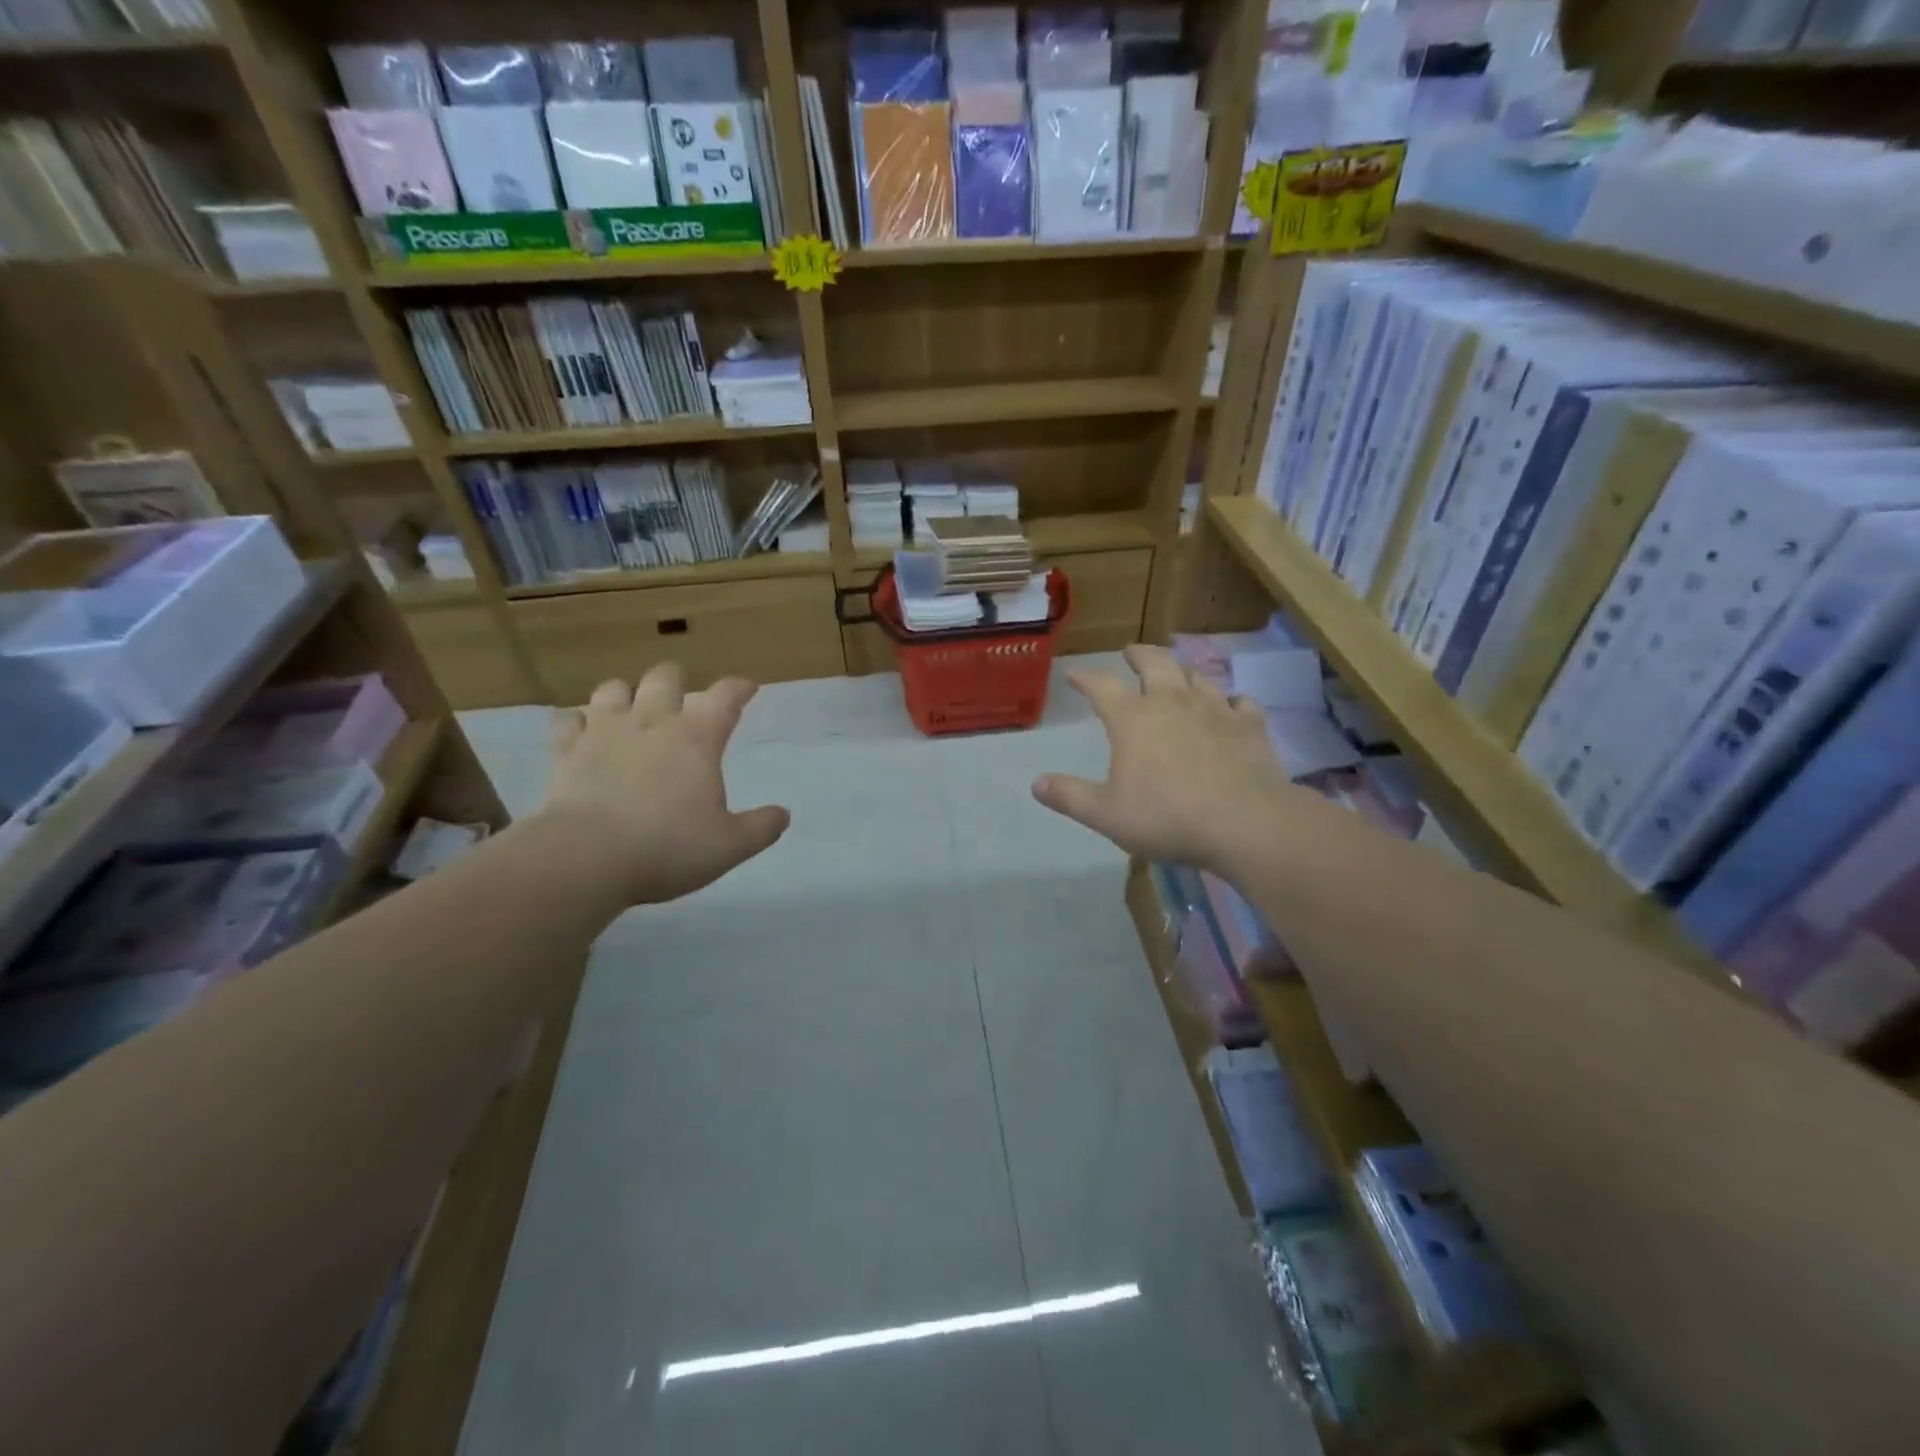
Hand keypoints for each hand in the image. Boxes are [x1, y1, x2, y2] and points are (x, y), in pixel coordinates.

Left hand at [537, 663, 789, 905]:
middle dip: (676, 681)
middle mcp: (652, 722)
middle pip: (665, 677)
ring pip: (613, 689)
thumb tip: (783, 815)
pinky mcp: (566, 751)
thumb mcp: (730, 846)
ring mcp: (604, 732)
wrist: (585, 858)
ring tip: (631, 708)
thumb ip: (761, 828)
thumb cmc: (667, 848)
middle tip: (682, 697)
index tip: (748, 687)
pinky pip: (567, 720)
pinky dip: (577, 721)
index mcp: (697, 738)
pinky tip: (581, 731)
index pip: (725, 697)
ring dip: (625, 694)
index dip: (740, 688)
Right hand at [1032, 644, 1296, 870]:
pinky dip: (1231, 700)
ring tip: (1177, 673)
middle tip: (1131, 652)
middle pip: (1154, 663)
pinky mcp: (1249, 725)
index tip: (1074, 674)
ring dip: (1182, 671)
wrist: (1245, 823)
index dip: (1085, 677)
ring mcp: (1215, 709)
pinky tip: (1232, 705)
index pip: (1102, 686)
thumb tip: (1036, 783)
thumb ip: (1070, 796)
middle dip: (1139, 654)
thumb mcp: (1106, 814)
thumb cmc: (1167, 818)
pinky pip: (1240, 701)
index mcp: (1133, 719)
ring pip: (1196, 676)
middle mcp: (1172, 702)